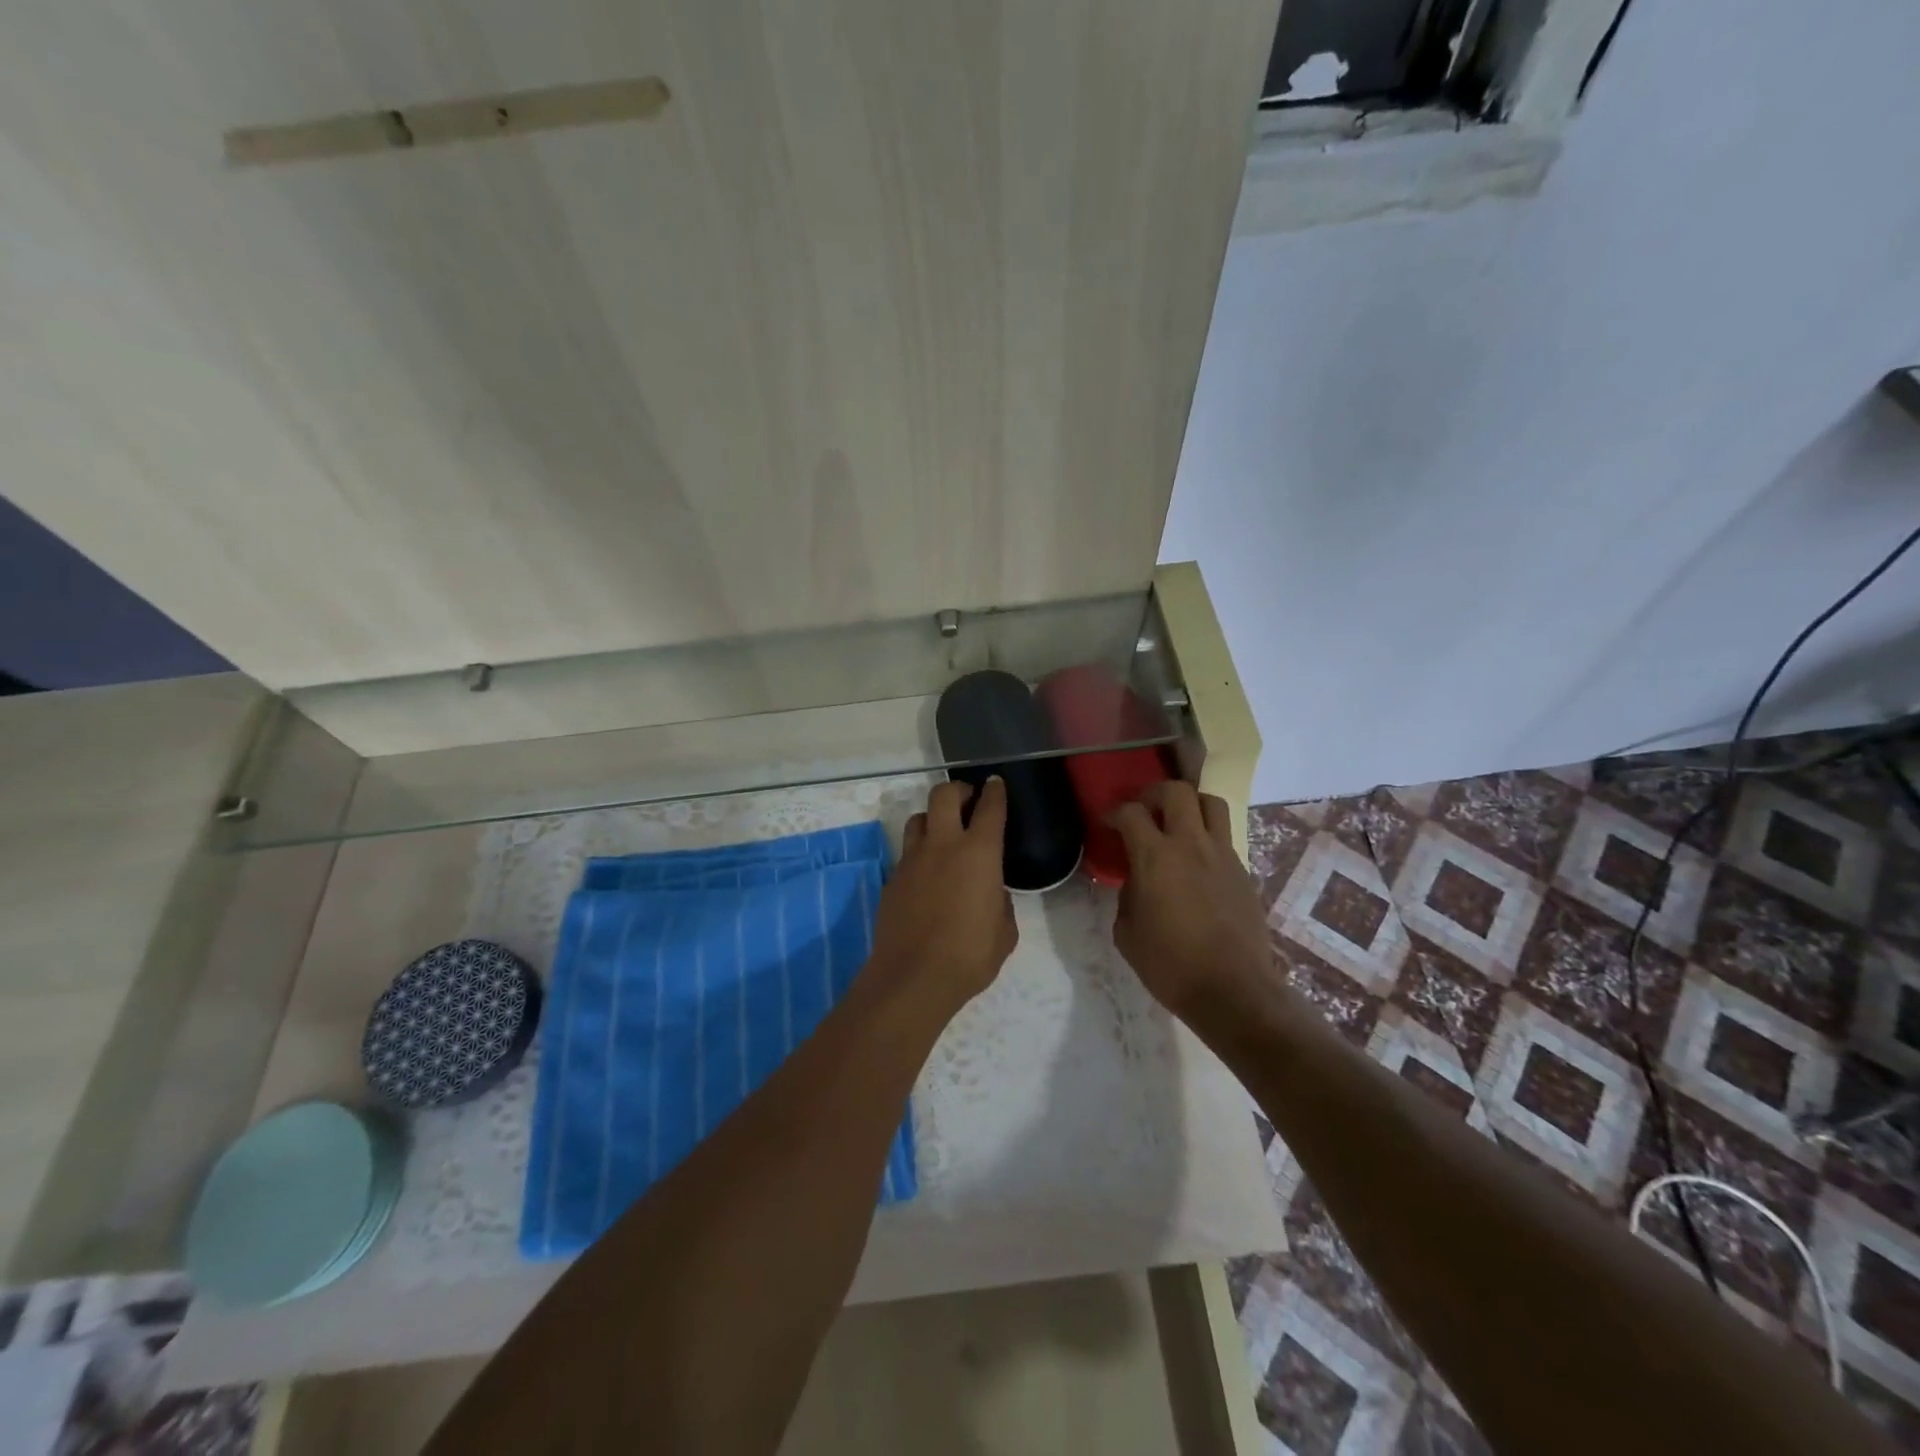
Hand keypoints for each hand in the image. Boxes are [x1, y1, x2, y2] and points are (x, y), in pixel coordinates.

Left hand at [869, 778, 1018, 1012]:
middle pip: (944, 795)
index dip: (994, 791)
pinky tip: (926, 875)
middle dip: (958, 790)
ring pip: (918, 818)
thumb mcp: (1004, 932)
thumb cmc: (969, 955)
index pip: (989, 807)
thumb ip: (1001, 903)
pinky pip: (906, 853)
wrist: (912, 978)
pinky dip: (919, 854)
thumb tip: (992, 894)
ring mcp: (911, 860)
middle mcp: (942, 845)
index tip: (995, 783)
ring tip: (943, 833)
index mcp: (978, 853)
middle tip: (967, 800)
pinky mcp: (892, 879)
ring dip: (933, 818)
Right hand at [1109, 782, 1273, 1017]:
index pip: (1131, 812)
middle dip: (1154, 793)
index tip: (1108, 824)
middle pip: (1177, 790)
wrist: (1233, 991)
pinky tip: (1196, 864)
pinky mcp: (1243, 871)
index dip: (1115, 812)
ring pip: (1210, 803)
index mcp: (1155, 858)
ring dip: (1189, 804)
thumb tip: (1136, 881)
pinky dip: (1206, 837)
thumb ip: (1127, 895)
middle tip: (1143, 810)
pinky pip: (1224, 837)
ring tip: (1176, 823)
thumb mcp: (1127, 933)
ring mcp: (1223, 855)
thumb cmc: (1170, 966)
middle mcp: (1191, 845)